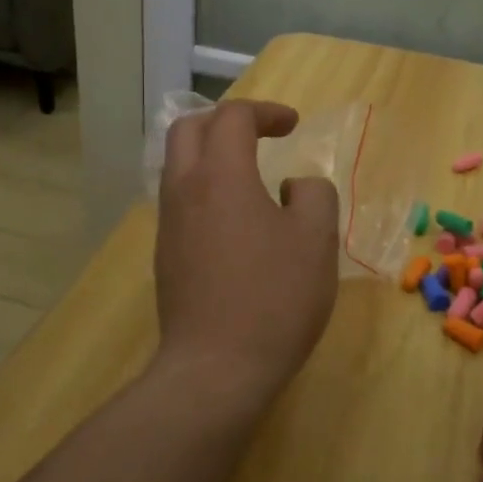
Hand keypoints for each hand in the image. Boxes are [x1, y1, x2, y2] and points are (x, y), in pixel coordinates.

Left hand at [154, 99, 339, 405]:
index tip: (294, 125)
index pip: (233, 117)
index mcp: (222, 175)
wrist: (216, 369)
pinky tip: (236, 219)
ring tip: (250, 173)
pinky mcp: (166, 255)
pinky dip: (205, 187)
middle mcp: (185, 190)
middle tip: (261, 134)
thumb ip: (313, 195)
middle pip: (190, 128)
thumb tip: (292, 188)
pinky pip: (180, 199)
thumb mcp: (317, 239)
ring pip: (178, 165)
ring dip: (211, 154)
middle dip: (226, 120)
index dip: (266, 112)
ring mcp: (169, 224)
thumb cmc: (274, 298)